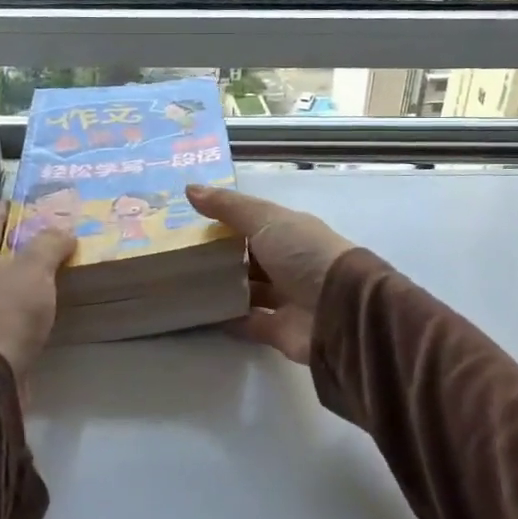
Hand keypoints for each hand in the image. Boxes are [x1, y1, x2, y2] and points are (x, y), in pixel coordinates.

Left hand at [0, 201, 75, 395]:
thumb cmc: (6, 312)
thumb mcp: (34, 269)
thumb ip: (50, 242)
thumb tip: (62, 230)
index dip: (19, 207)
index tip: (44, 201)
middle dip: (28, 241)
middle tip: (60, 234)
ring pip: (1, 279)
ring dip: (26, 273)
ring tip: (59, 267)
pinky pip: (3, 305)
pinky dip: (22, 300)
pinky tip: (45, 302)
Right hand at [185, 185, 354, 364]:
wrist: (339, 311)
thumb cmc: (304, 254)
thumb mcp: (265, 220)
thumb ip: (228, 207)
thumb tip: (189, 189)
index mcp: (289, 232)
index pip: (253, 223)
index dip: (224, 221)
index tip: (188, 221)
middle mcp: (289, 263)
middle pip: (248, 257)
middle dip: (219, 256)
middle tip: (178, 254)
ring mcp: (285, 298)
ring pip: (247, 290)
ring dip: (221, 288)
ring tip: (182, 283)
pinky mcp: (279, 330)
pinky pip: (247, 322)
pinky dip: (227, 318)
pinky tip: (199, 313)